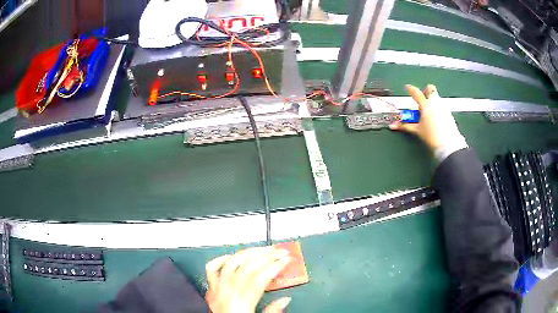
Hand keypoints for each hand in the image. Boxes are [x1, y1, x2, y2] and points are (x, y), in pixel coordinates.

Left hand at [205, 247, 292, 312]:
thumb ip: (272, 311)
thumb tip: (285, 299)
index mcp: (240, 304)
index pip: (259, 278)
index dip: (274, 266)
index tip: (286, 260)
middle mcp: (226, 293)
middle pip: (247, 267)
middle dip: (266, 256)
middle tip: (280, 252)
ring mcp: (216, 288)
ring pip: (231, 263)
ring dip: (248, 253)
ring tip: (262, 249)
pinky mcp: (210, 289)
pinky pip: (212, 269)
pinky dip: (221, 259)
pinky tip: (232, 256)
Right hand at [390, 84, 466, 153]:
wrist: (448, 144)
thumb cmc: (432, 136)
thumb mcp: (417, 130)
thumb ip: (405, 126)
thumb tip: (394, 125)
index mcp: (426, 105)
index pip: (416, 92)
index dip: (410, 89)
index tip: (407, 88)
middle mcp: (435, 103)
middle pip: (430, 88)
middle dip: (426, 91)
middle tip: (422, 99)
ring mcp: (443, 107)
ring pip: (437, 97)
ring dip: (431, 101)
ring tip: (428, 112)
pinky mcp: (449, 113)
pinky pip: (442, 106)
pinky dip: (438, 109)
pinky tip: (436, 118)